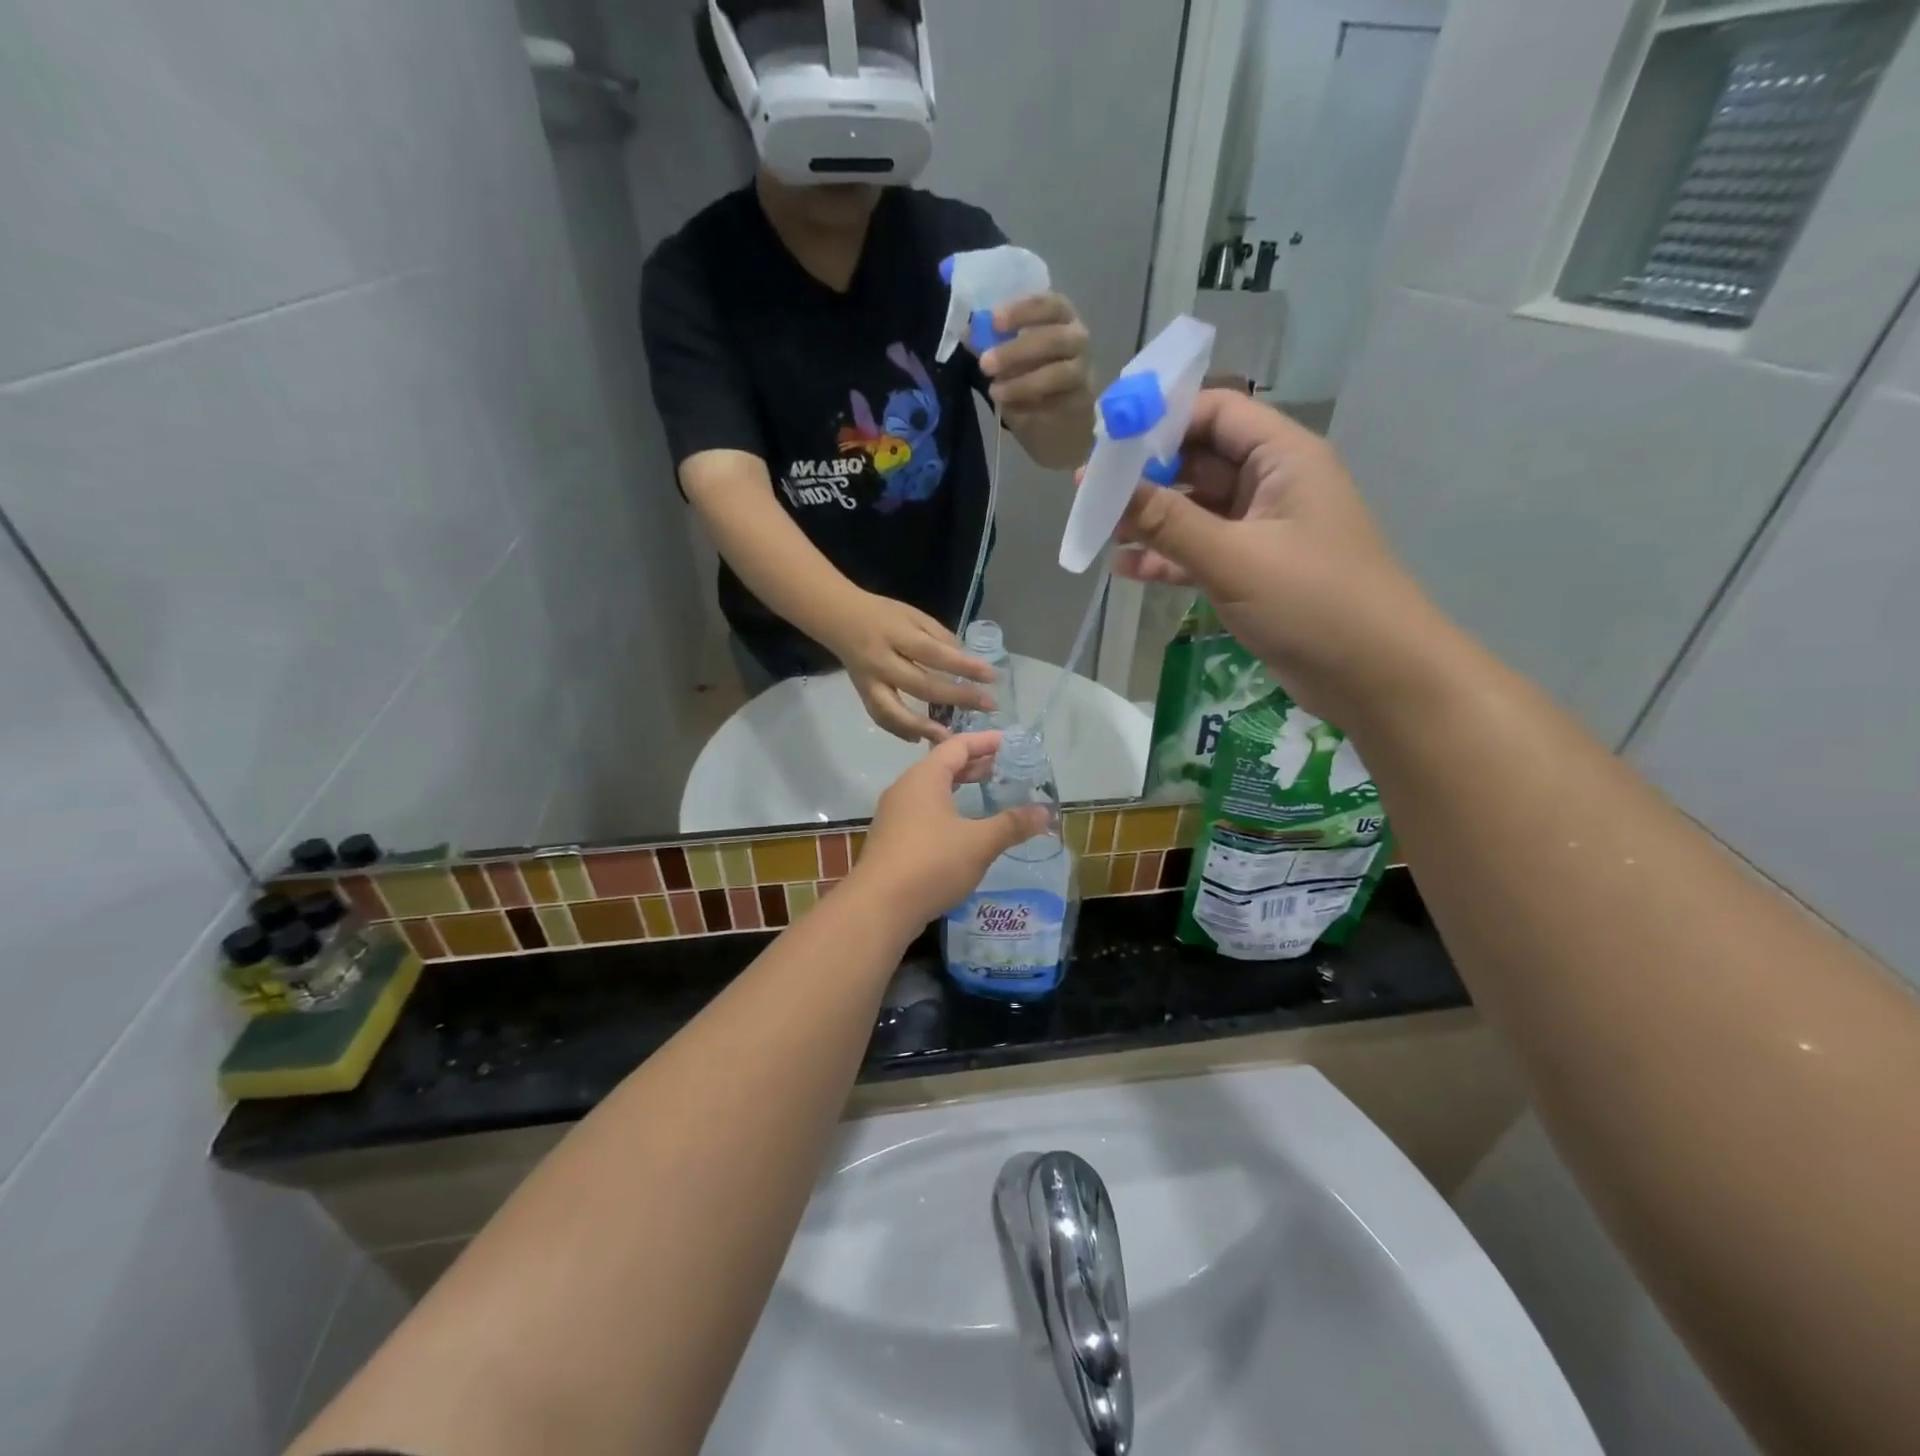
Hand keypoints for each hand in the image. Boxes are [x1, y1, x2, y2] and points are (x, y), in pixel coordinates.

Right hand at [819, 590, 995, 742]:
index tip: (991, 676)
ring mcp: (870, 682)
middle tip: (987, 705)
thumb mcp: (914, 615)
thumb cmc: (884, 614)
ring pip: (895, 710)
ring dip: (923, 727)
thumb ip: (939, 637)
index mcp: (897, 634)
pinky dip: (899, 730)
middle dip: (957, 697)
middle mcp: (882, 661)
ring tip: (950, 738)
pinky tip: (919, 739)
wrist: (839, 618)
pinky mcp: (863, 694)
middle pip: (921, 685)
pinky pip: (880, 717)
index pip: (934, 653)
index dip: (963, 666)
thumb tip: (966, 661)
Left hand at [849, 733, 1048, 926]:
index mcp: (924, 777)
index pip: (957, 745)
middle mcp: (905, 789)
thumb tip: (1045, 813)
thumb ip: (1012, 825)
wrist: (879, 906)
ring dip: (960, 789)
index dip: (985, 741)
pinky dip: (947, 811)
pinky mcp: (892, 840)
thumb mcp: (979, 843)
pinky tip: (963, 830)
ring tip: (987, 794)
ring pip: (932, 791)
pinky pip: (924, 813)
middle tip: (1004, 768)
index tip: (1010, 742)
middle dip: (974, 765)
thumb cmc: (931, 863)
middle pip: (943, 766)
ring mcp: (895, 815)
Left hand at [980, 293, 1092, 424]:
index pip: (1049, 304)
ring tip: (995, 392)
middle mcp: (1076, 340)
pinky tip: (1011, 408)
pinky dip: (1032, 404)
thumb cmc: (1033, 381)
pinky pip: (1058, 401)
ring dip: (1023, 382)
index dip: (1022, 310)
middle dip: (1016, 350)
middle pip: (1054, 338)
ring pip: (1059, 372)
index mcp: (1060, 319)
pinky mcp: (1081, 402)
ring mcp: (1082, 372)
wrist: (1057, 427)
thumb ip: (993, 343)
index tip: (994, 320)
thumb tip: (967, 331)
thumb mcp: (1009, 360)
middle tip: (985, 363)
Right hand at [1112, 390, 1436, 718]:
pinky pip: (1200, 552)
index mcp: (1283, 457)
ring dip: (1150, 520)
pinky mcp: (1253, 571)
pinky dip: (1166, 558)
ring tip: (1098, 530)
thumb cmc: (1313, 602)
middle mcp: (1272, 484)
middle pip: (1199, 460)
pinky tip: (1125, 570)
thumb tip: (1106, 488)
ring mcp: (1262, 530)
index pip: (1215, 412)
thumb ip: (1168, 522)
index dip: (1161, 419)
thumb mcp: (1234, 558)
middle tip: (1090, 490)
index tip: (1107, 440)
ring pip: (1195, 510)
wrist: (1374, 676)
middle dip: (1146, 475)